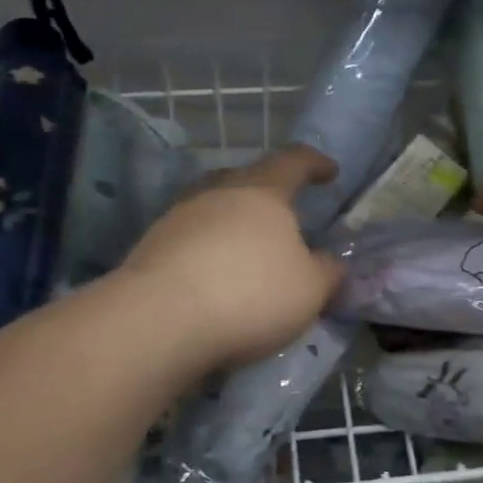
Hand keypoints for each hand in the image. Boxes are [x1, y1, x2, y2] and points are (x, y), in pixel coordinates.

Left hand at [120, 145, 345, 369]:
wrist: (160, 320)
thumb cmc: (250, 294)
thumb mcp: (309, 289)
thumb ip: (326, 271)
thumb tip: (330, 262)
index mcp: (262, 191)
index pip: (294, 162)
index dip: (315, 164)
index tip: (329, 172)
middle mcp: (217, 192)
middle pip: (247, 179)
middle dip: (268, 192)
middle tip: (284, 215)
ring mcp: (179, 216)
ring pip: (214, 207)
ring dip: (234, 222)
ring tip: (248, 249)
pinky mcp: (152, 246)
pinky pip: (191, 238)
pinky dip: (208, 250)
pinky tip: (214, 276)